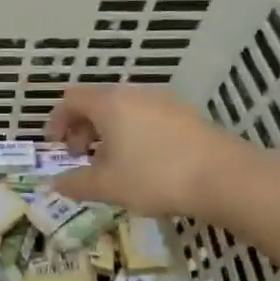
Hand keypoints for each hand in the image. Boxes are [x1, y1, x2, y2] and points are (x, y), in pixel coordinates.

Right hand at [44, 84, 255, 217]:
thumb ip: (75, 184)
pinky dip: (134, 135)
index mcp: (109, 103)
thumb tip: (54, 184)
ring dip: (109, 133)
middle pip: (97, 103)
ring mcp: (165, 102)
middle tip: (81, 158)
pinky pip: (147, 118)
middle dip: (82, 129)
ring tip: (113, 164)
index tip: (56, 148)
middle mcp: (135, 94)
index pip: (71, 100)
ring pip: (124, 111)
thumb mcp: (107, 186)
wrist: (225, 178)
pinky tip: (144, 164)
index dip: (56, 122)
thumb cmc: (155, 176)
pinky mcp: (187, 116)